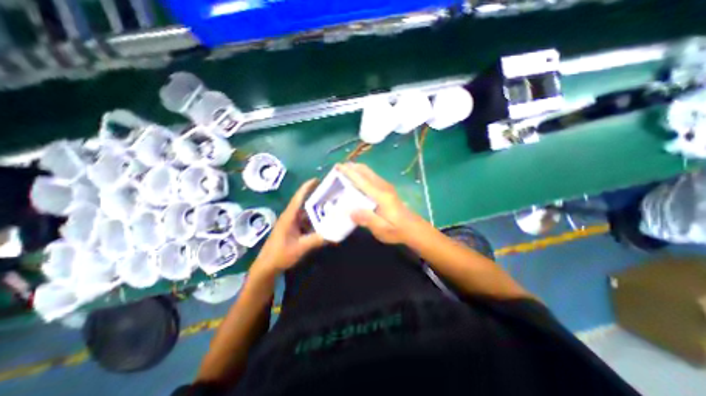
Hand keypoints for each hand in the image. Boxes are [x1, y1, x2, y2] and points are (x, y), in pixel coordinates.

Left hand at [249, 177, 323, 276]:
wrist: (267, 266)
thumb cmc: (280, 254)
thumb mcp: (300, 247)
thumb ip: (317, 240)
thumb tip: (334, 234)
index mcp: (289, 216)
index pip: (299, 197)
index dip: (307, 187)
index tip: (318, 179)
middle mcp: (290, 216)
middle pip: (304, 202)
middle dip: (316, 196)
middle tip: (330, 193)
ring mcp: (291, 223)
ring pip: (305, 212)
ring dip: (316, 209)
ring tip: (330, 206)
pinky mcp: (293, 229)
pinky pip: (305, 221)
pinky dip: (314, 220)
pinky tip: (323, 222)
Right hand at [335, 162, 418, 243]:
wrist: (414, 228)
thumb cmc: (397, 230)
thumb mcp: (382, 229)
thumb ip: (367, 219)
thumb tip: (351, 211)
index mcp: (381, 196)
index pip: (362, 180)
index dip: (349, 172)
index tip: (338, 166)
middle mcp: (383, 187)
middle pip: (366, 171)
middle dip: (352, 167)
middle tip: (338, 168)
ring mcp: (386, 187)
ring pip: (369, 173)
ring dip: (357, 169)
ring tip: (344, 172)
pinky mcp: (387, 190)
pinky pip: (372, 177)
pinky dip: (362, 174)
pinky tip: (357, 181)